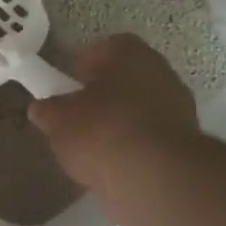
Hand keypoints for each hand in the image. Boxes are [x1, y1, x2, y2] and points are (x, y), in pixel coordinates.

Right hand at [28, 34, 203, 225]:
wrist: (154, 177)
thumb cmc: (101, 132)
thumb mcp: (58, 120)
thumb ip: (48, 110)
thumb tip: (42, 108)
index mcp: (131, 55)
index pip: (106, 48)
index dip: (84, 64)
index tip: (68, 85)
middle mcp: (161, 73)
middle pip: (126, 78)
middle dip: (102, 95)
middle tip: (77, 115)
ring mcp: (178, 108)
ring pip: (139, 108)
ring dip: (119, 122)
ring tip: (92, 146)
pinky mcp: (183, 143)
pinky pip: (149, 137)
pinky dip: (132, 147)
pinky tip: (112, 165)